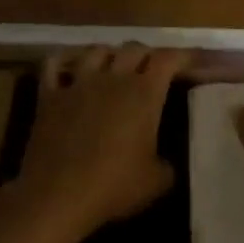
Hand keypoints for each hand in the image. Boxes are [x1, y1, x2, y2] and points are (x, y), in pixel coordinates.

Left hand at [4, 44, 187, 242]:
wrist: (58, 194)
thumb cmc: (113, 186)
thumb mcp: (155, 183)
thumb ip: (166, 166)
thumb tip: (166, 163)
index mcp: (143, 93)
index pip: (167, 59)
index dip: (183, 55)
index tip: (193, 60)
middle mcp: (113, 78)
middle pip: (134, 48)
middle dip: (147, 54)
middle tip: (153, 68)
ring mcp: (79, 82)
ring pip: (96, 50)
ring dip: (110, 53)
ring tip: (114, 65)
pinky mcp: (50, 94)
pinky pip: (54, 65)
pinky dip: (64, 61)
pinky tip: (68, 68)